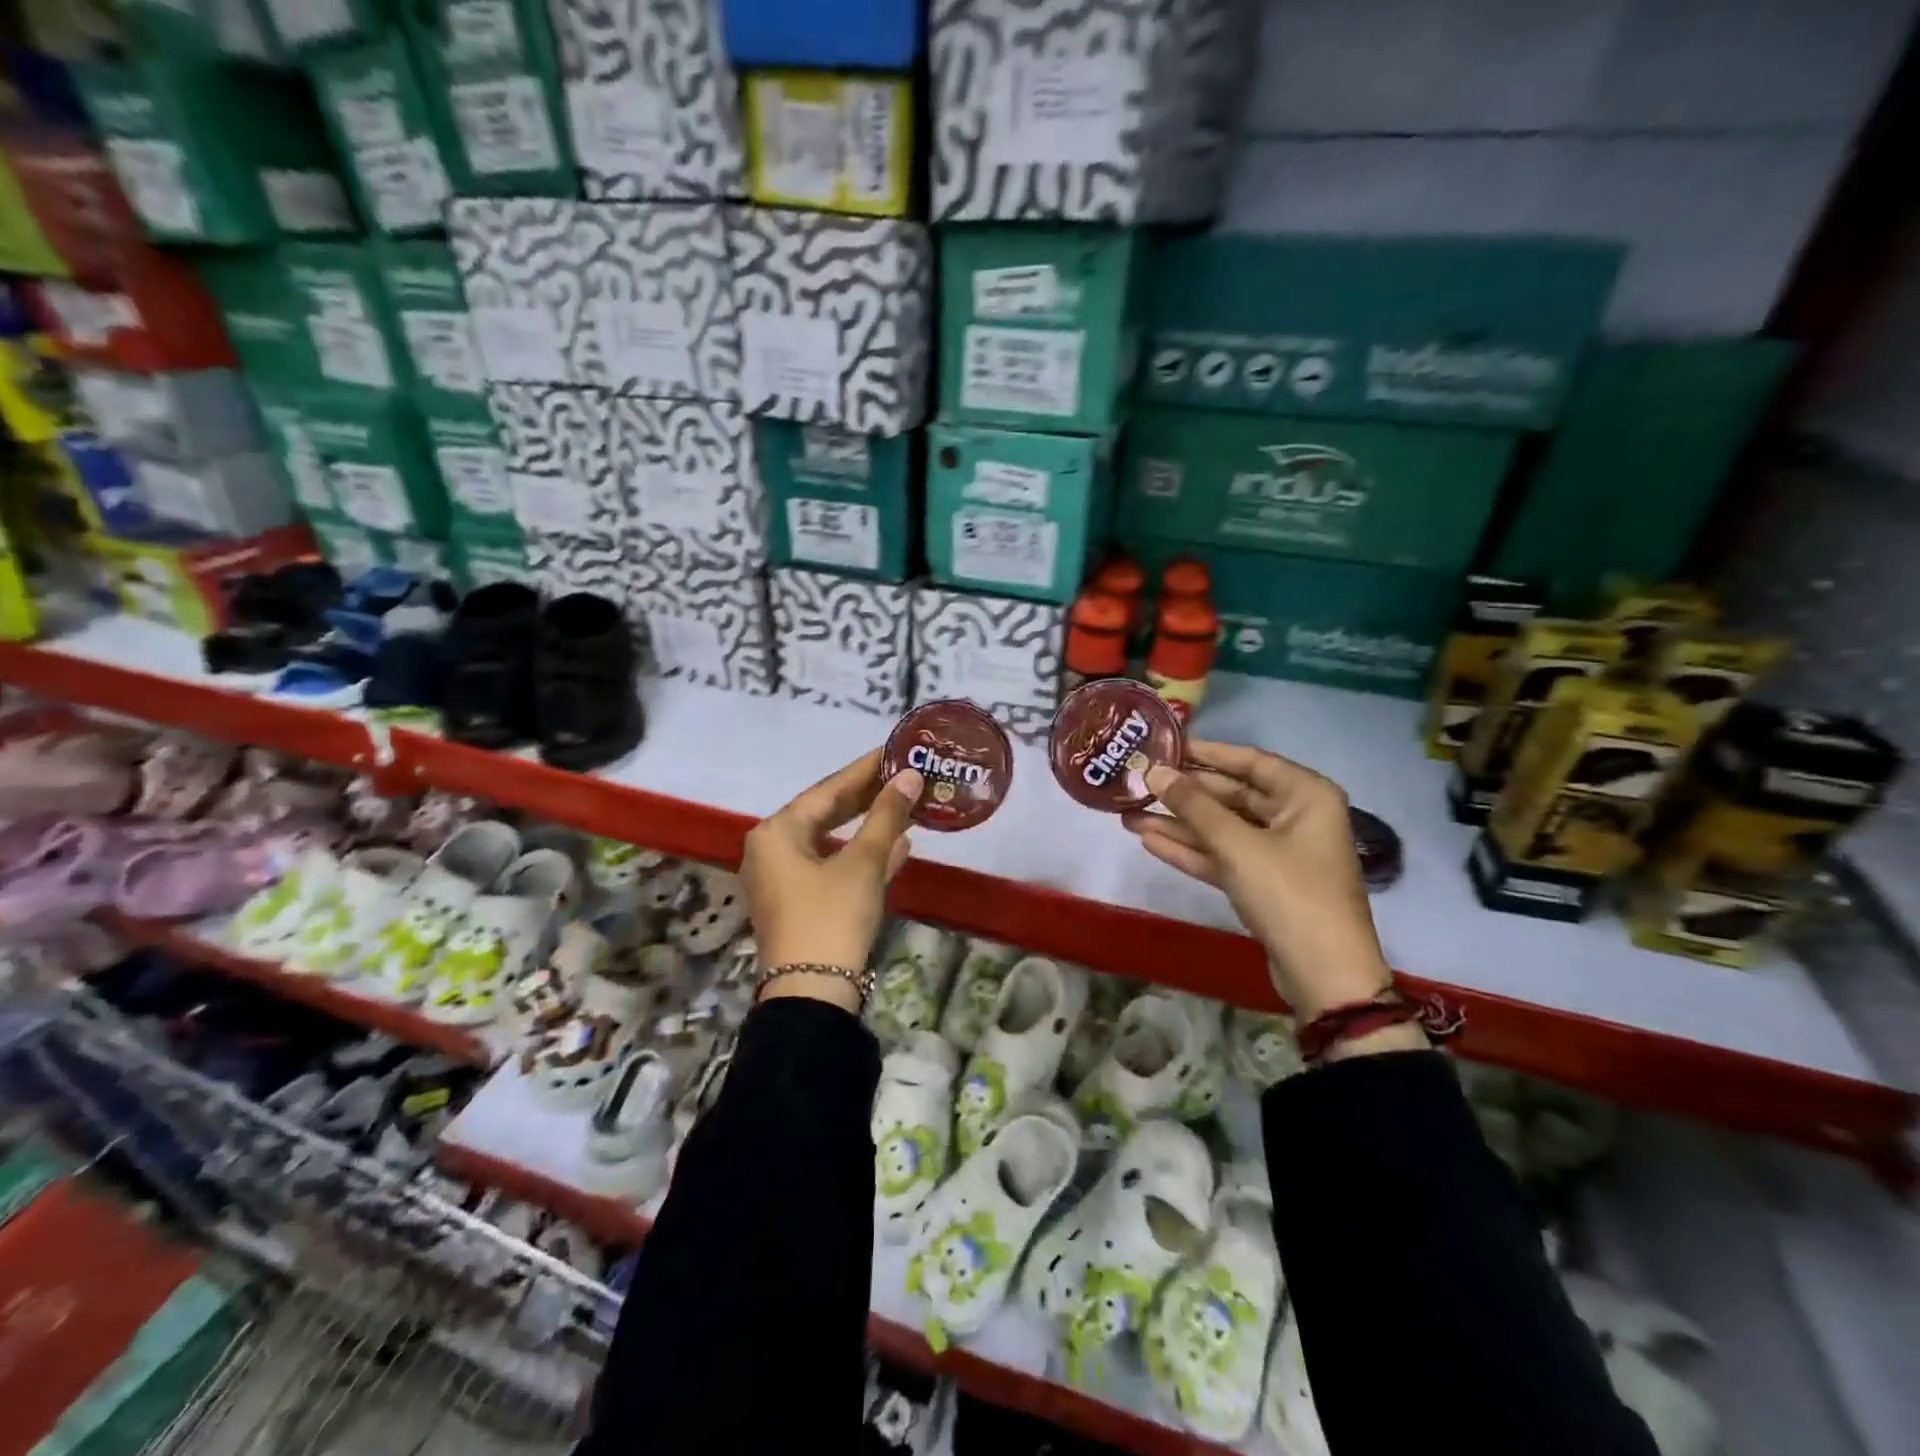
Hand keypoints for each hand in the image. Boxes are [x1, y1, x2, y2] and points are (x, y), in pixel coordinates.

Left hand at [741, 749, 922, 1010]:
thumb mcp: (863, 863)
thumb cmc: (832, 917)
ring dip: (869, 826)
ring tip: (906, 804)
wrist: (812, 993)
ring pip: (832, 840)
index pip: (827, 789)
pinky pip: (832, 866)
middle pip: (826, 812)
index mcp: (777, 832)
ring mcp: (784, 879)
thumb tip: (911, 776)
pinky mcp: (799, 903)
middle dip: (868, 796)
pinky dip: (862, 855)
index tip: (896, 751)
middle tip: (904, 775)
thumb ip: (886, 816)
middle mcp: (772, 849)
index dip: (865, 770)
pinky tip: (899, 845)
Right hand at [1124, 741, 1394, 1021]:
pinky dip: (1190, 850)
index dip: (1206, 753)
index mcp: (1306, 795)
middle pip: (1232, 795)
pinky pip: (1223, 856)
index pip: (1250, 761)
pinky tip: (1149, 841)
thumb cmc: (1289, 893)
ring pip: (1222, 829)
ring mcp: (1279, 852)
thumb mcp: (1237, 845)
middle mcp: (1296, 817)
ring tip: (1129, 815)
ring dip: (1179, 824)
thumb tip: (1154, 771)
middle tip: (1138, 785)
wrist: (1324, 975)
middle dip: (1184, 794)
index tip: (1164, 746)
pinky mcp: (1263, 883)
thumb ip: (1193, 806)